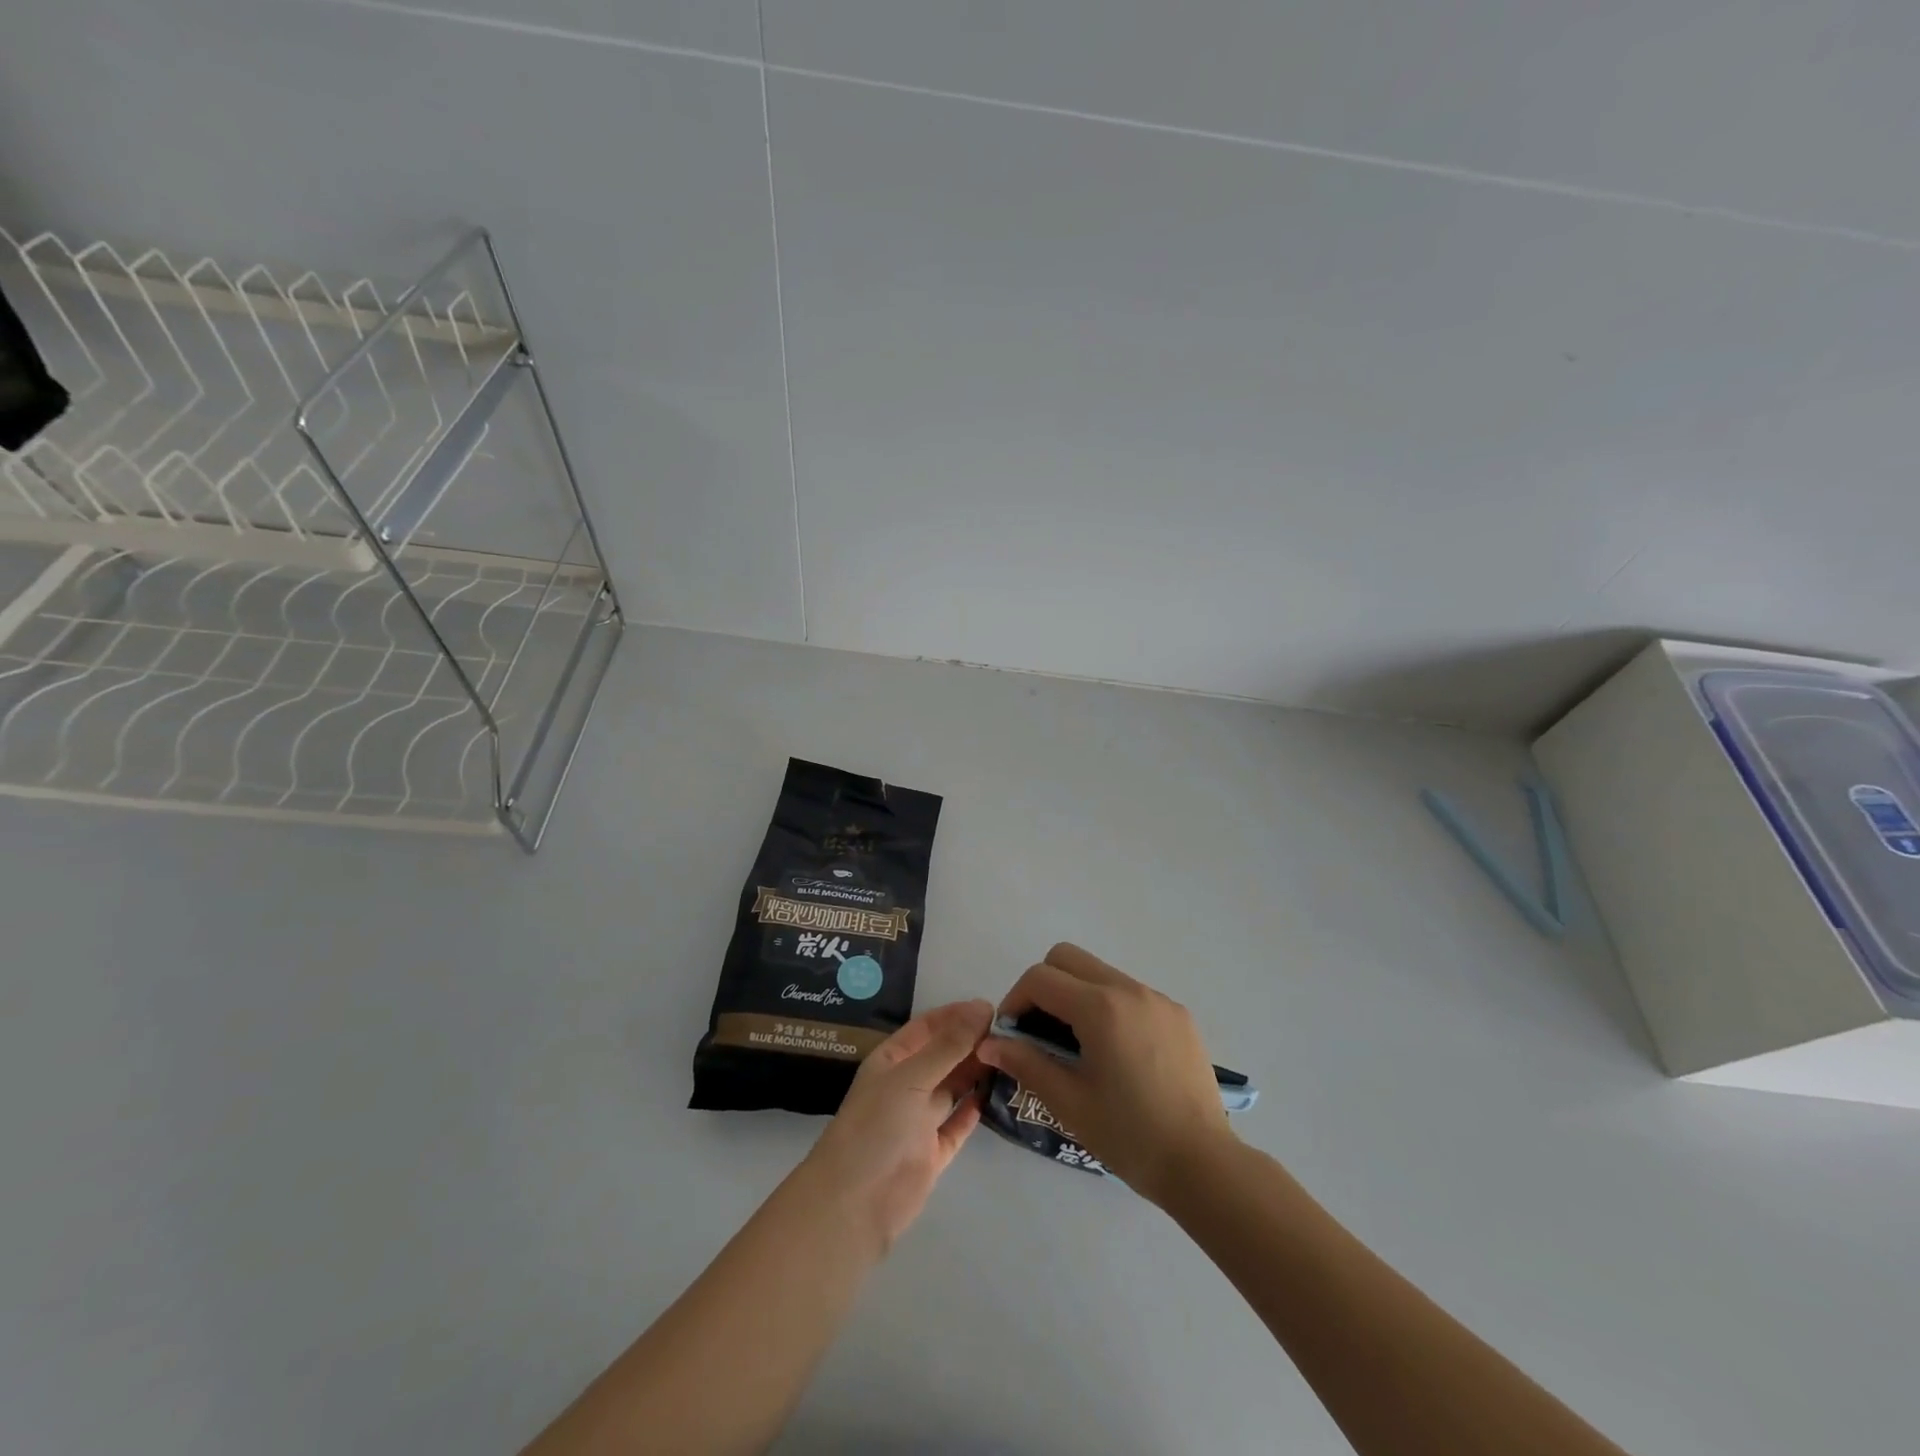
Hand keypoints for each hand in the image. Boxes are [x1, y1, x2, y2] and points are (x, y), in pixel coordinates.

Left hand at [802, 999, 992, 1250]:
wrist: (855, 1204)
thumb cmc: (877, 1127)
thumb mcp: (912, 1077)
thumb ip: (949, 1045)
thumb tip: (983, 1008)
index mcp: (892, 1061)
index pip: (927, 1027)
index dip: (956, 1015)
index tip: (992, 1008)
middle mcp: (906, 1085)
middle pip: (943, 1056)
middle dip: (971, 1043)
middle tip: (1010, 1034)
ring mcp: (919, 1120)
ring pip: (953, 1088)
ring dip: (977, 1073)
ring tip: (1011, 1058)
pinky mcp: (933, 1153)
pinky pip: (957, 1124)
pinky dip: (974, 1110)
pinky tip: (995, 1094)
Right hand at [976, 944, 1233, 1202]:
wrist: (1204, 1165)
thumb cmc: (1130, 1136)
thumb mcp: (1068, 1102)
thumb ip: (1026, 1063)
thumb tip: (989, 1042)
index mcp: (1100, 1007)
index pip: (1040, 978)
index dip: (1015, 1000)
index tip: (1011, 1035)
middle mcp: (1129, 989)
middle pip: (1068, 958)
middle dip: (1043, 985)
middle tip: (1038, 1031)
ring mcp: (1158, 999)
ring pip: (1100, 972)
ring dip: (1076, 994)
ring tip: (1076, 1044)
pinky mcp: (1178, 1014)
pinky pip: (1130, 993)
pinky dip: (1108, 1006)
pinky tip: (1115, 1053)